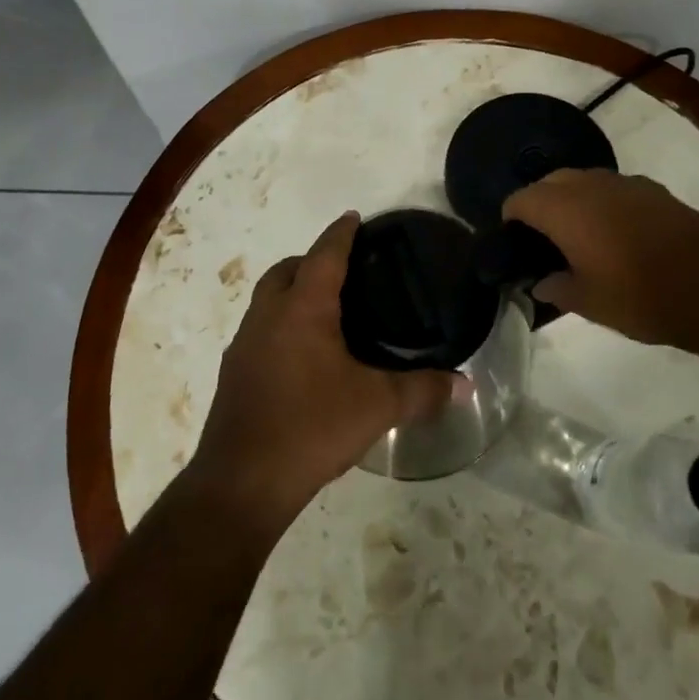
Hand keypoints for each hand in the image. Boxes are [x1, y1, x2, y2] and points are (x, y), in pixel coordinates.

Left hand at [189, 213, 466, 533]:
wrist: (242, 482)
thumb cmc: (310, 427)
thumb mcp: (376, 407)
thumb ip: (421, 391)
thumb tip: (464, 385)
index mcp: (302, 309)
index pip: (324, 254)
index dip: (341, 233)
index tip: (354, 217)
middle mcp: (268, 315)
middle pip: (286, 270)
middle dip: (311, 259)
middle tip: (344, 269)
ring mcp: (245, 343)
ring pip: (267, 299)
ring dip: (292, 291)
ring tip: (326, 309)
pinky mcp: (234, 372)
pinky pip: (260, 329)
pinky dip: (281, 323)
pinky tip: (302, 354)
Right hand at [503, 169, 698, 346]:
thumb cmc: (641, 297)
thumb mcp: (589, 304)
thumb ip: (557, 289)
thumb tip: (541, 282)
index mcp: (565, 210)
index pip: (521, 199)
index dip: (510, 217)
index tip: (511, 240)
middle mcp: (591, 186)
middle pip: (551, 182)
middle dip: (539, 203)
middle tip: (541, 238)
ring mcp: (626, 183)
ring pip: (584, 180)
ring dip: (572, 199)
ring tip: (577, 234)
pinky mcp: (654, 190)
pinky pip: (614, 188)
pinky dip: (603, 202)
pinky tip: (615, 232)